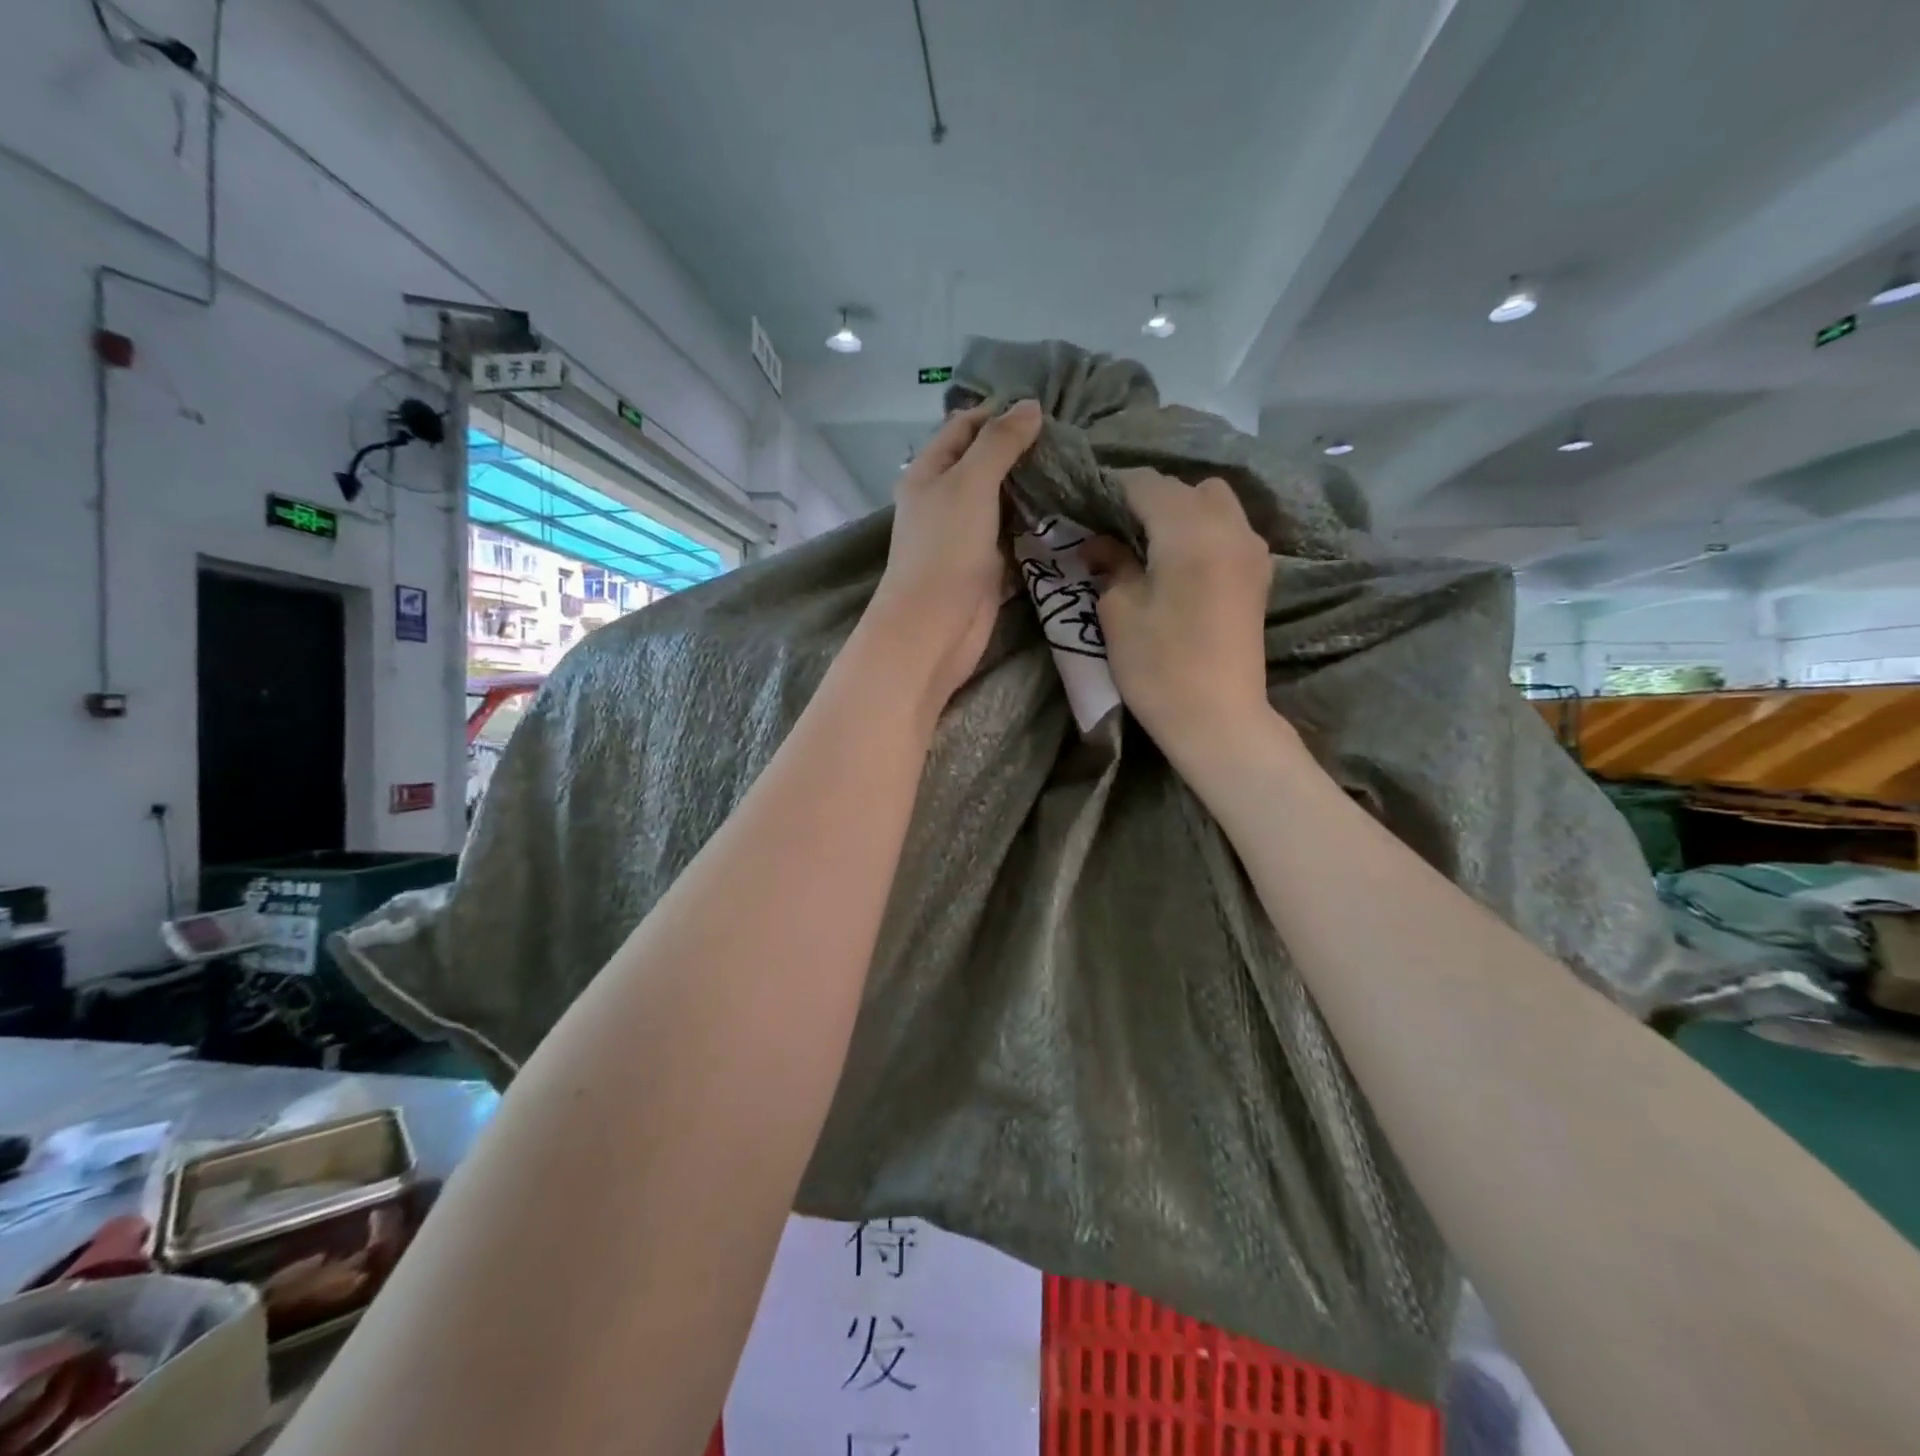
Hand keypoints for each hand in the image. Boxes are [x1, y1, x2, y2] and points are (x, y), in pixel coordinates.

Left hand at [866, 400, 1043, 714]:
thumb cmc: (946, 548)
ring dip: (1033, 490)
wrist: (935, 627)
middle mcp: (945, 501)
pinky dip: (1035, 527)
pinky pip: (1013, 538)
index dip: (998, 412)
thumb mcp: (970, 482)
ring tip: (1076, 469)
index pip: (963, 427)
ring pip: (1003, 503)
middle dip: (1022, 451)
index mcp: (929, 473)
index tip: (1044, 407)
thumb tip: (1030, 405)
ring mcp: (965, 536)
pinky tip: (1068, 513)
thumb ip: (999, 443)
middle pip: (985, 464)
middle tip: (1070, 440)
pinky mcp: (985, 567)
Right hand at [1082, 470, 1278, 767]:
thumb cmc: (1159, 667)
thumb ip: (1111, 564)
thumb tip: (1100, 543)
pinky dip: (1203, 532)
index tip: (1087, 508)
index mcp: (1189, 531)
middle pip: (1186, 488)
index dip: (1112, 489)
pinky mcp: (1258, 575)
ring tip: (1150, 546)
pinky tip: (1180, 563)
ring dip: (1181, 513)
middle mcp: (1229, 527)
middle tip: (1118, 531)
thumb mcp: (1119, 612)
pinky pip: (1230, 530)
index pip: (1146, 484)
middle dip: (1150, 499)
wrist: (1218, 719)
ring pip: (1215, 504)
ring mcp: (1251, 550)